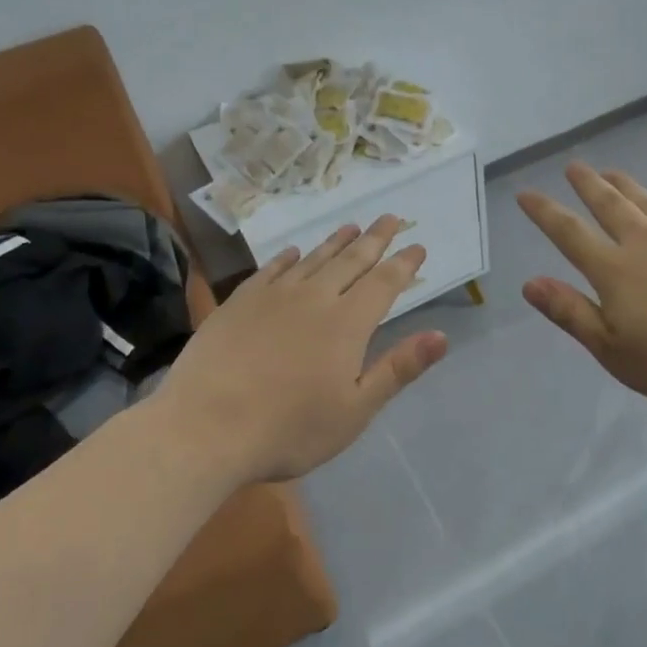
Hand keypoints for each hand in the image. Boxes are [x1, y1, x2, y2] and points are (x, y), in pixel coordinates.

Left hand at [153, 215, 449, 485]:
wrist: (205, 428)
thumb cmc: (289, 428)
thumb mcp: (355, 410)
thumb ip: (398, 369)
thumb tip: (441, 336)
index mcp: (347, 324)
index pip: (384, 283)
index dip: (403, 264)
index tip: (418, 245)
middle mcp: (314, 298)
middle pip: (351, 261)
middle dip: (374, 239)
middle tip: (390, 217)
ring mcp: (272, 297)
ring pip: (312, 259)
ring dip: (335, 242)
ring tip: (351, 226)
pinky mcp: (238, 303)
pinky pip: (270, 270)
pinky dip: (287, 258)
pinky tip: (293, 253)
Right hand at [518, 164, 646, 410]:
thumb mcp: (613, 350)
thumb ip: (571, 313)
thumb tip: (530, 283)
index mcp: (615, 271)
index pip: (569, 234)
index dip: (545, 213)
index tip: (526, 194)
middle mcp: (646, 242)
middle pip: (610, 206)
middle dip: (588, 185)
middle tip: (574, 166)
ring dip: (627, 186)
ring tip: (612, 172)